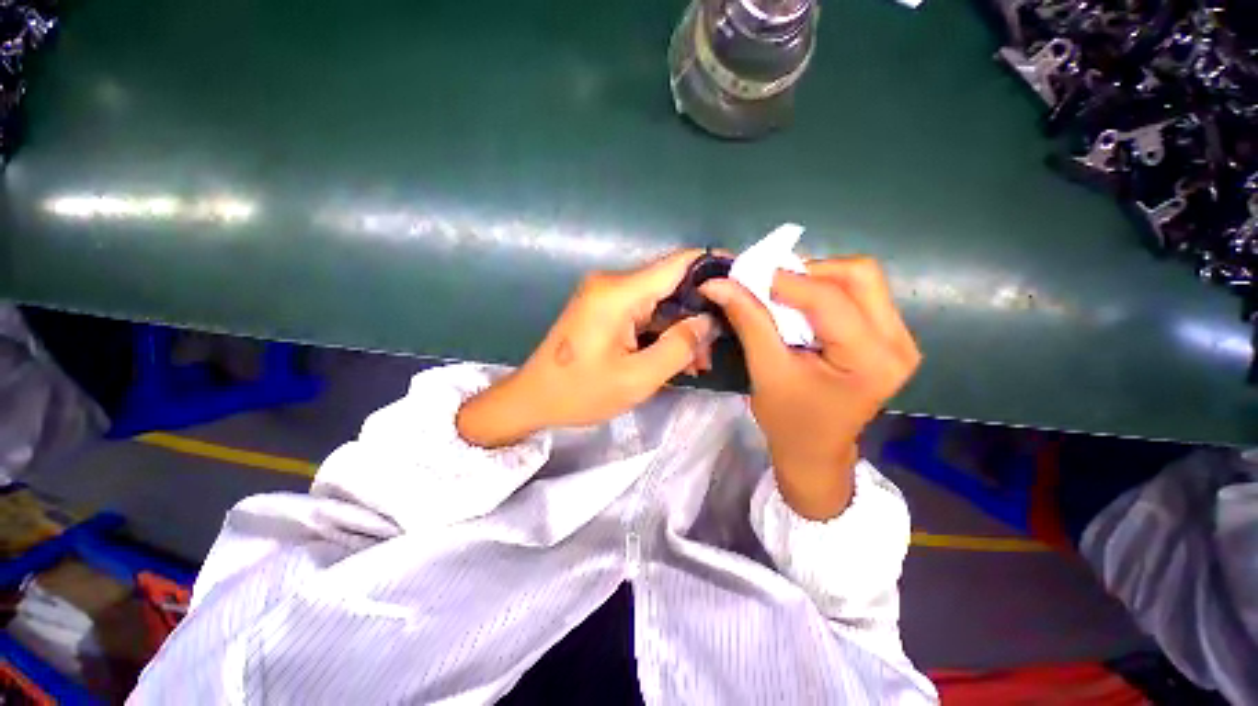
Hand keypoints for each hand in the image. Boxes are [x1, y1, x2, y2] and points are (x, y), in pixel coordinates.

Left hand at [457, 250, 716, 447]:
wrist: (533, 399)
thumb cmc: (581, 392)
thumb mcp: (637, 378)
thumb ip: (679, 347)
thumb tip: (708, 321)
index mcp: (619, 293)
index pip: (678, 263)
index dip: (713, 267)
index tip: (742, 284)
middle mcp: (613, 284)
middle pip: (671, 285)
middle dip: (698, 314)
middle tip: (715, 348)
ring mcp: (607, 296)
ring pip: (660, 302)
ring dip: (681, 329)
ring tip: (698, 364)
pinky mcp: (605, 309)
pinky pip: (643, 313)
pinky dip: (662, 332)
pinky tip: (675, 358)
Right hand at [700, 257, 919, 519]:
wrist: (814, 450)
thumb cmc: (789, 420)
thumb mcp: (765, 371)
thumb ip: (748, 321)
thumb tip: (718, 283)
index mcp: (871, 360)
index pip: (829, 300)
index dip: (784, 281)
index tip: (744, 275)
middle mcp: (898, 341)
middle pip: (859, 275)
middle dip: (808, 272)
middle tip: (770, 285)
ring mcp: (899, 337)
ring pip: (860, 279)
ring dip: (815, 278)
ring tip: (780, 294)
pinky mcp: (888, 336)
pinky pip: (858, 293)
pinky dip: (823, 289)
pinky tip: (798, 304)